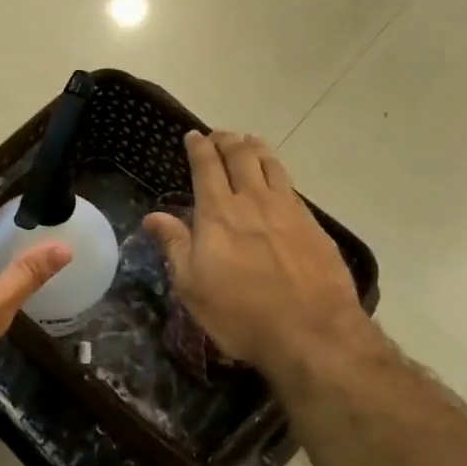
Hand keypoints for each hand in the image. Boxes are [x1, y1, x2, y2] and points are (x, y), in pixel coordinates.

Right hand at [144, 131, 369, 382]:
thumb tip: (153, 216)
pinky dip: (279, 173)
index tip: (194, 135)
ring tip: (249, 141)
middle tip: (220, 134)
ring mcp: (288, 210)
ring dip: (256, 148)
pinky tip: (278, 179)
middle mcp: (254, 201)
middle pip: (241, 157)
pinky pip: (291, 186)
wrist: (312, 331)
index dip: (199, 147)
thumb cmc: (240, 313)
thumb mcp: (192, 286)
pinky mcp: (313, 225)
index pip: (206, 167)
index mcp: (219, 213)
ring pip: (271, 165)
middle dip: (227, 140)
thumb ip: (175, 245)